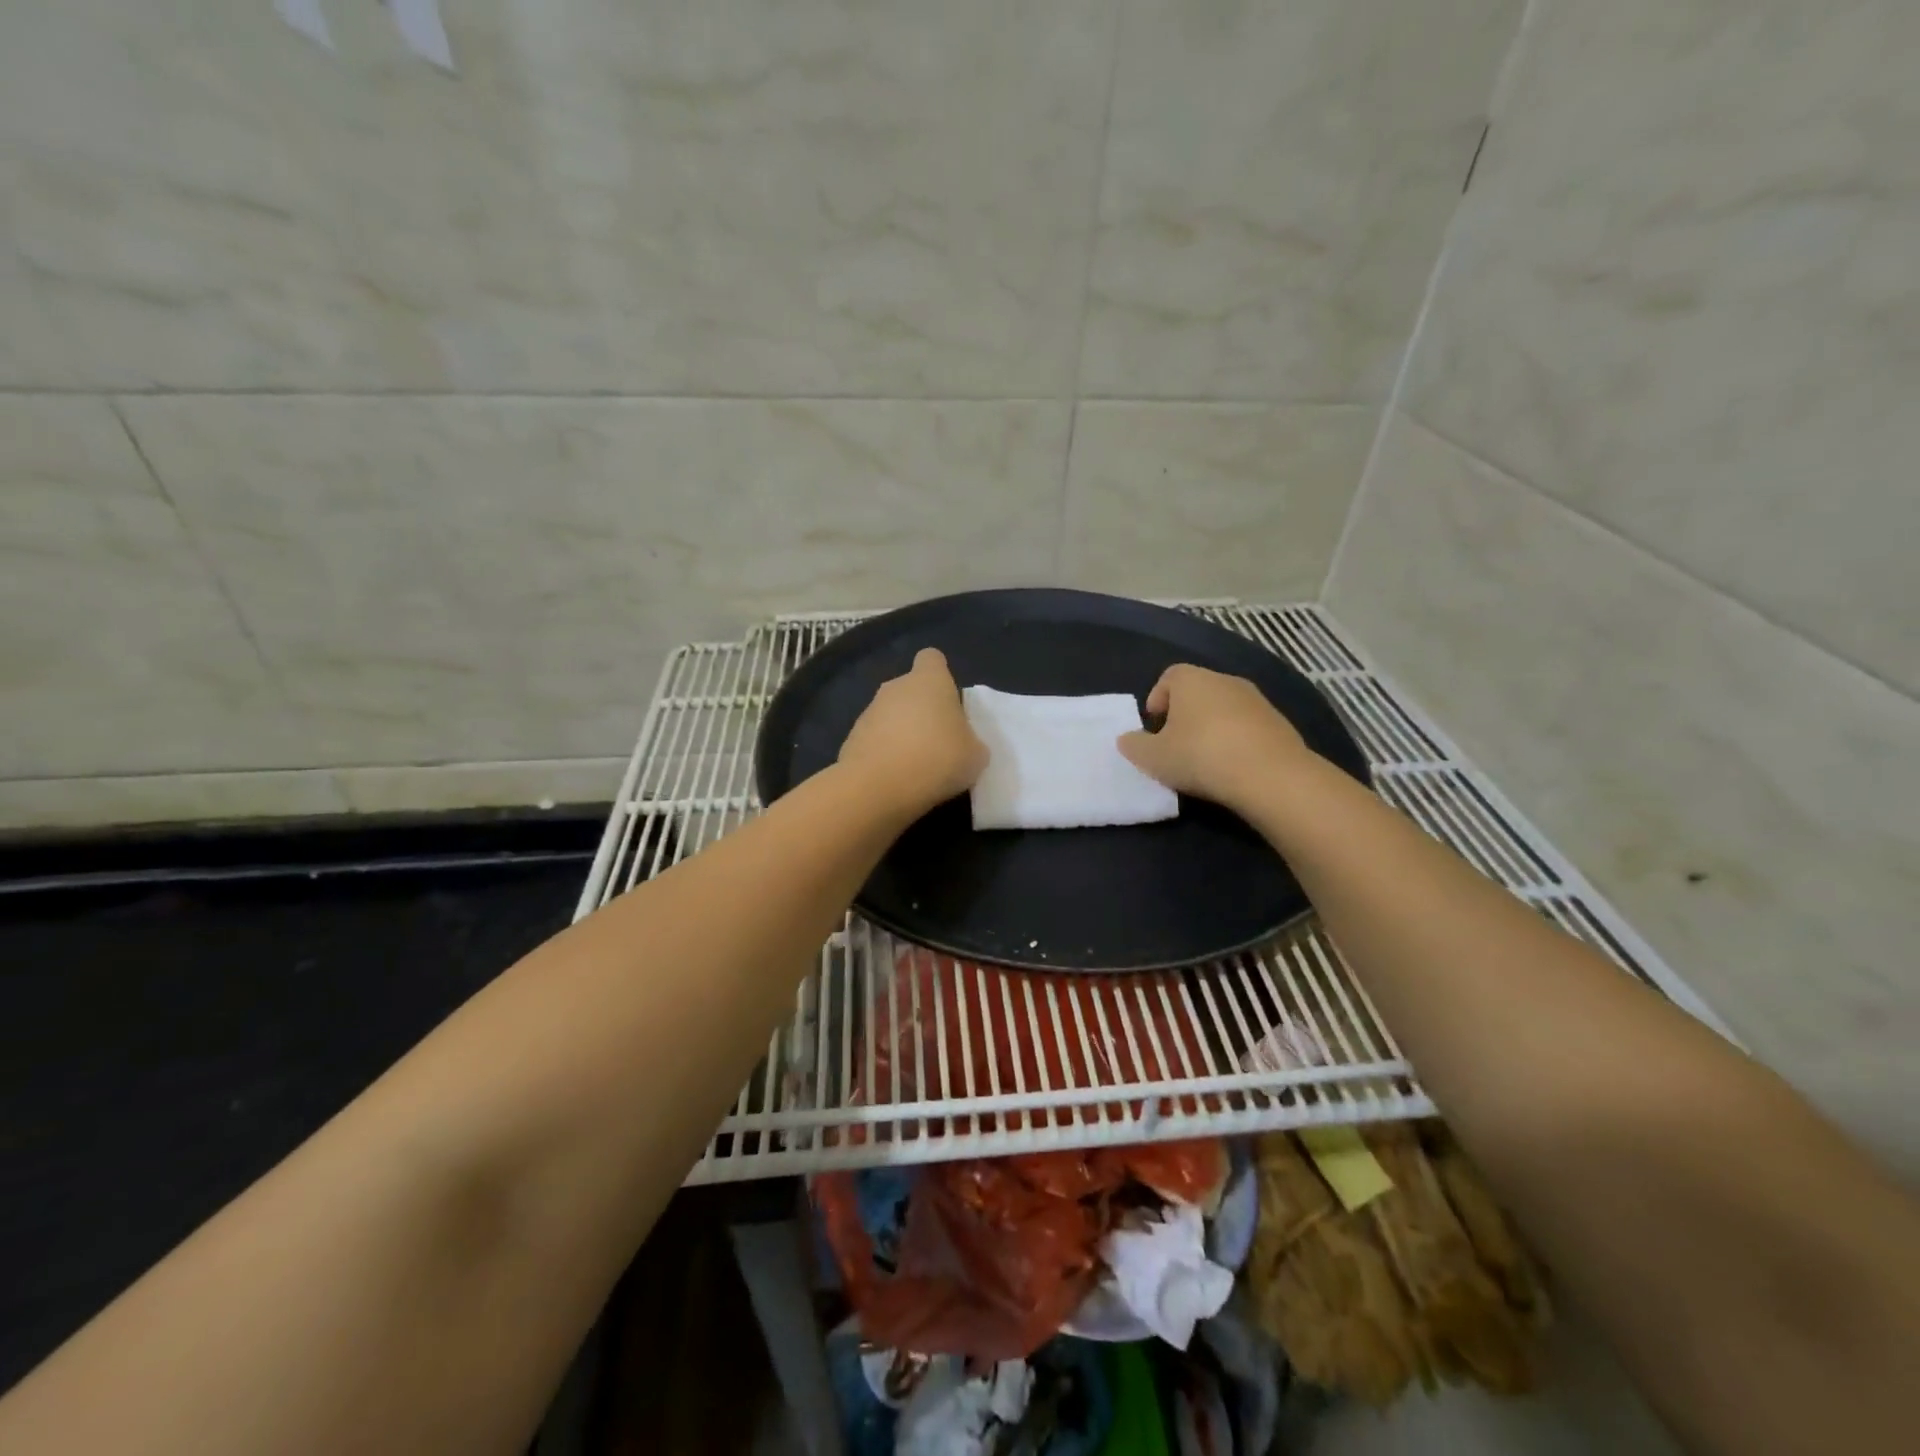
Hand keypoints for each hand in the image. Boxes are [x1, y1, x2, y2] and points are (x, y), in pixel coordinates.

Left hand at [838, 648, 987, 817]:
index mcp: (929, 681)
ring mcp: (869, 711)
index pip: (932, 659)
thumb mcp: (975, 756)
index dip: (941, 675)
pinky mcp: (851, 738)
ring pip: (891, 715)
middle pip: (910, 689)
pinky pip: (875, 740)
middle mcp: (895, 687)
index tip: (949, 700)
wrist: (878, 788)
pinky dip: (884, 754)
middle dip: (922, 710)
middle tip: (939, 742)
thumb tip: (962, 744)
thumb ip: (970, 742)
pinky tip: (895, 778)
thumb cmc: (937, 759)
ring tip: (917, 766)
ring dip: (902, 733)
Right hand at [1118, 663, 1312, 810]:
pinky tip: (1233, 766)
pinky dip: (1237, 740)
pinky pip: (1248, 726)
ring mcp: (1257, 700)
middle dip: (1184, 714)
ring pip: (1224, 708)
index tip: (1154, 726)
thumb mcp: (1153, 758)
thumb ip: (1134, 745)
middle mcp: (1225, 680)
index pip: (1169, 676)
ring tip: (1205, 759)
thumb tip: (1127, 739)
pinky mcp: (1279, 722)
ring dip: (1212, 727)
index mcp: (1191, 680)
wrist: (1270, 775)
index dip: (1157, 698)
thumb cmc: (1200, 756)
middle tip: (1175, 745)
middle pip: (1198, 691)